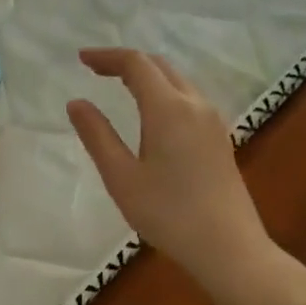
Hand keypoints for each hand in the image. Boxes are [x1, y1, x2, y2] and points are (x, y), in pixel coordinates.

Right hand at [67, 48, 305, 304]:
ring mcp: (212, 121)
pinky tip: (150, 114)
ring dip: (147, 76)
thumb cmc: (168, 213)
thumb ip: (97, 135)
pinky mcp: (219, 138)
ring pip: (177, 82)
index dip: (107, 57)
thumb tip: (76, 102)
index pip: (136, 64)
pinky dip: (163, 92)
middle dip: (126, 62)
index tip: (81, 59)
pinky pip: (188, 99)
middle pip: (159, 66)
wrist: (229, 247)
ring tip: (118, 87)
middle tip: (96, 70)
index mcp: (168, 109)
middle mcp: (194, 105)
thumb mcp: (121, 177)